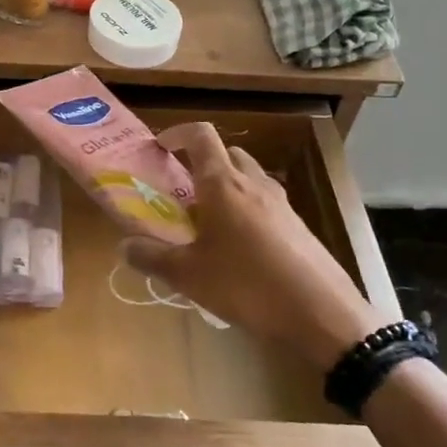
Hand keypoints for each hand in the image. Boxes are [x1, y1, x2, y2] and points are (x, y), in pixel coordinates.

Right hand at [120, 123, 389, 368]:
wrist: (322, 313)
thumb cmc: (247, 284)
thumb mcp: (189, 275)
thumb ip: (152, 257)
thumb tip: (124, 246)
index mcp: (223, 184)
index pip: (201, 136)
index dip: (178, 133)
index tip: (161, 147)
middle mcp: (253, 183)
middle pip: (227, 153)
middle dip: (202, 162)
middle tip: (182, 189)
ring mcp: (280, 203)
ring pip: (248, 177)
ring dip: (226, 186)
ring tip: (208, 220)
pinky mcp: (298, 225)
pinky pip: (265, 203)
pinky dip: (247, 209)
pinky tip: (239, 248)